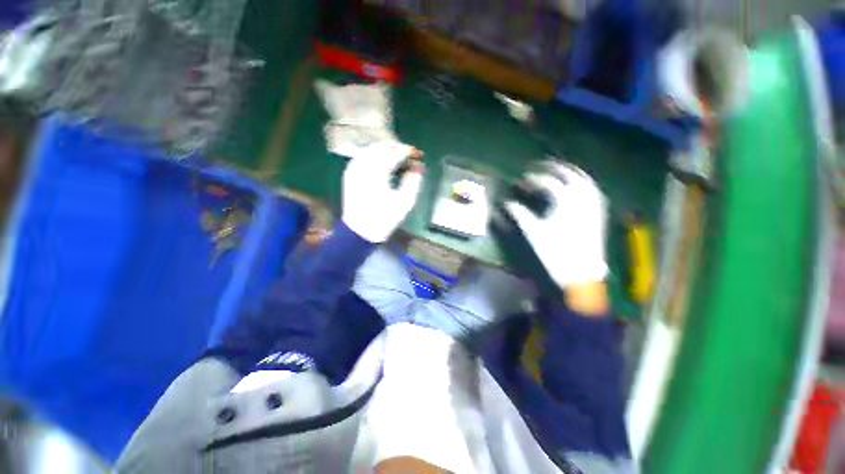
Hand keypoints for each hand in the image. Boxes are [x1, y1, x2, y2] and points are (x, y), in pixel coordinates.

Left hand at [342, 141, 423, 242]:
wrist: (360, 232)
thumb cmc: (384, 219)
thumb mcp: (404, 203)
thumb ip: (413, 182)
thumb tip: (418, 167)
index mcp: (378, 173)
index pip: (394, 153)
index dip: (408, 152)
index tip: (418, 155)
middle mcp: (363, 166)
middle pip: (381, 147)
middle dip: (396, 147)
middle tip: (408, 153)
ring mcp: (354, 169)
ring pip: (370, 149)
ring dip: (384, 148)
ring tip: (396, 154)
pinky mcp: (349, 174)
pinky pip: (361, 156)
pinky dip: (373, 154)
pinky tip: (380, 160)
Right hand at [505, 162, 607, 288]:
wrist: (580, 274)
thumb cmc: (555, 252)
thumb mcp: (533, 233)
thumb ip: (519, 214)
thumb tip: (506, 203)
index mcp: (566, 202)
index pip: (548, 183)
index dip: (533, 179)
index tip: (522, 179)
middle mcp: (583, 199)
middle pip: (571, 175)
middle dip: (555, 168)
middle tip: (542, 165)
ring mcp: (593, 206)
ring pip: (585, 181)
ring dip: (572, 172)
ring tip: (560, 170)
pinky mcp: (598, 215)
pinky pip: (594, 192)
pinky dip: (585, 184)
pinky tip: (579, 186)